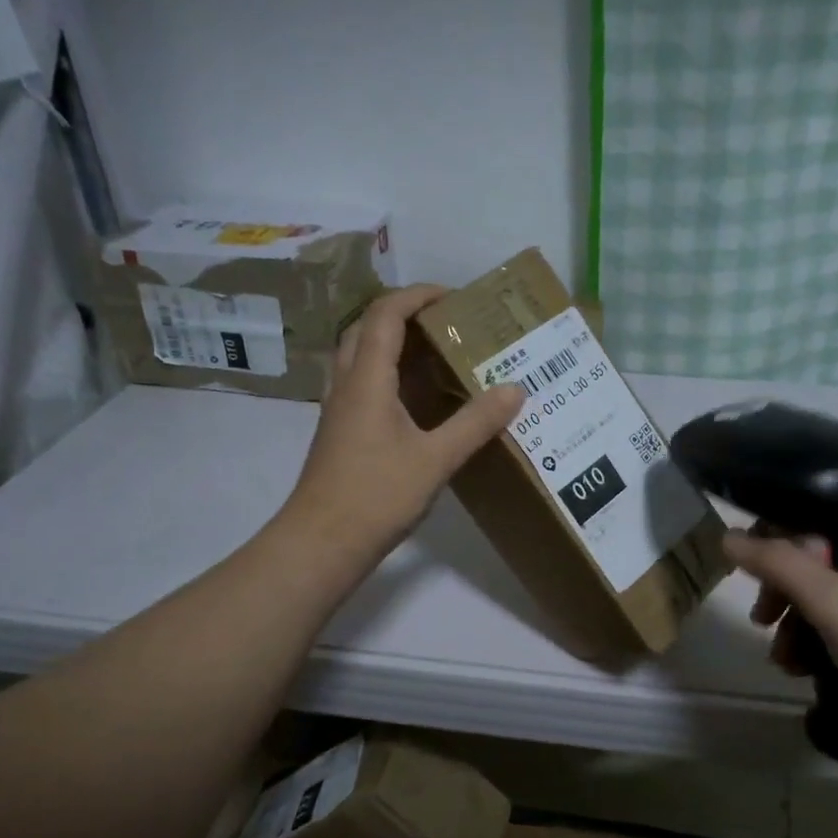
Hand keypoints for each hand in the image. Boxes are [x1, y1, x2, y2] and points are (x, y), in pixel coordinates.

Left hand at [283, 285, 522, 560]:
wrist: (322, 542)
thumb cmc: (376, 495)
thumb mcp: (436, 459)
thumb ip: (475, 423)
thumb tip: (515, 389)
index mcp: (367, 379)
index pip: (385, 314)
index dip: (417, 295)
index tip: (453, 296)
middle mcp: (346, 385)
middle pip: (366, 329)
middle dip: (404, 315)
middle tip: (445, 324)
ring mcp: (338, 410)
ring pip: (359, 357)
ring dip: (392, 344)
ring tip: (434, 355)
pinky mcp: (339, 433)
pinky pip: (362, 385)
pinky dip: (387, 376)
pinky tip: (415, 402)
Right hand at [724, 504, 837, 754]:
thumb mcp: (831, 602)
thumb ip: (777, 564)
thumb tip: (728, 537)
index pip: (821, 508)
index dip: (780, 532)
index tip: (753, 568)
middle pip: (820, 551)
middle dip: (784, 587)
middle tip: (762, 618)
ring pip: (828, 587)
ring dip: (796, 618)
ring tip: (783, 657)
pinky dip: (819, 635)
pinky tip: (802, 666)